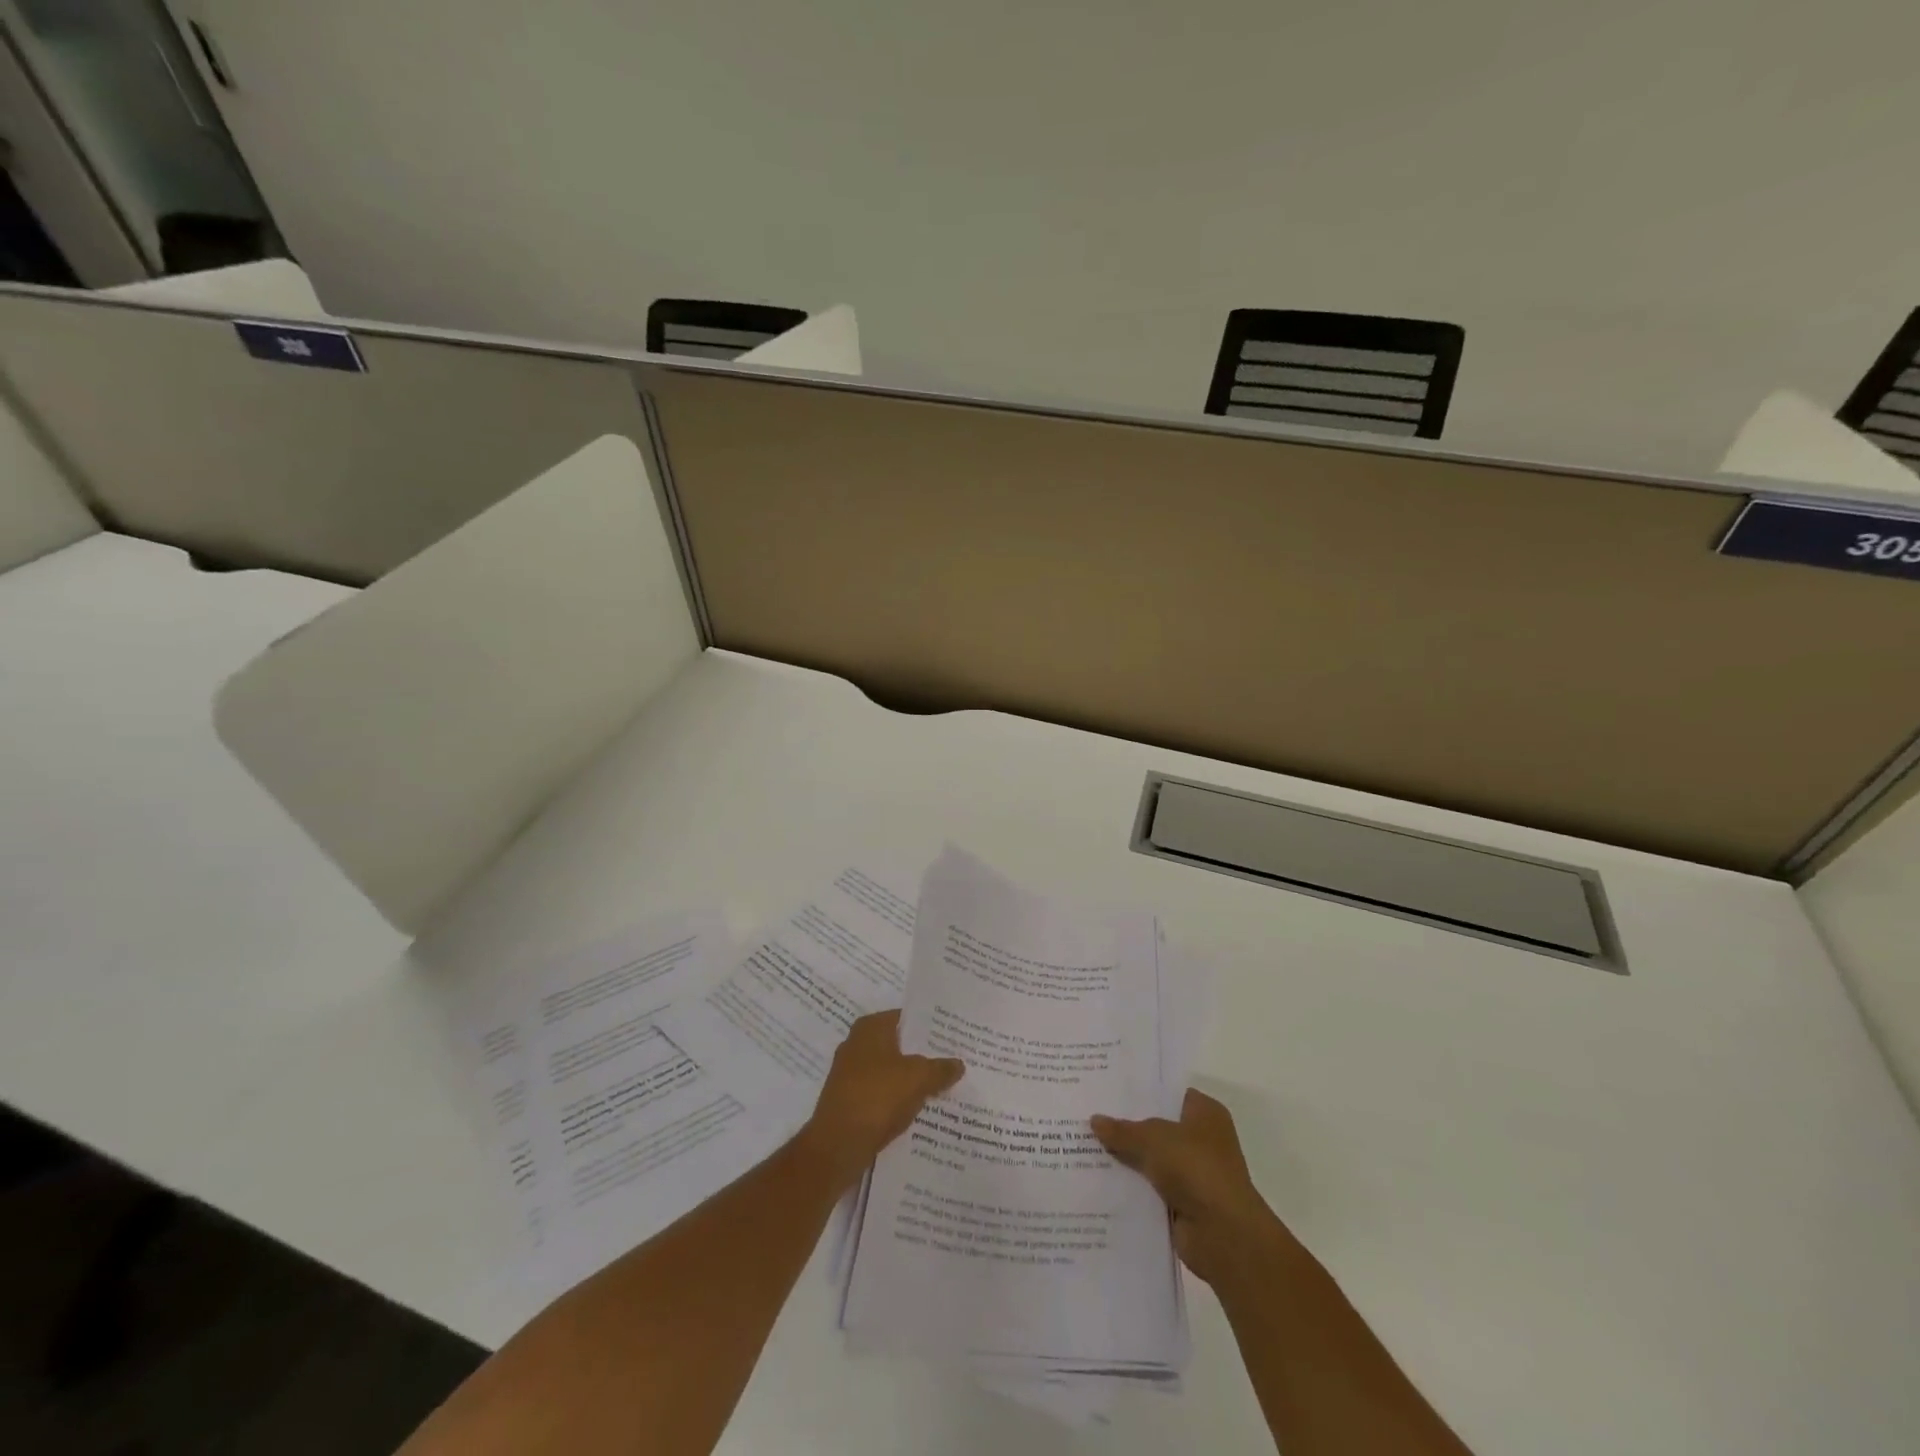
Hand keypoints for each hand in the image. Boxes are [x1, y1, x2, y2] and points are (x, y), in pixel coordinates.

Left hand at [801, 1010, 963, 1189]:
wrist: (837, 1146)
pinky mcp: (849, 1101)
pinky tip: (920, 1109)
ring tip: (943, 1086)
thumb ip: (941, 1068)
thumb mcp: (918, 1078)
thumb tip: (958, 1063)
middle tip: (954, 1061)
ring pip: (891, 1071)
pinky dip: (898, 1099)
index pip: (907, 1018)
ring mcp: (850, 1074)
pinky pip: (882, 1093)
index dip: (931, 1027)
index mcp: (870, 1028)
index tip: (954, 1036)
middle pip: (899, 1044)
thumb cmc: (877, 1097)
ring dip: (912, 1079)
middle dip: (924, 1054)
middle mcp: (857, 1044)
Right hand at [1092, 1088, 1296, 1287]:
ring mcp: (1194, 1173)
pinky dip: (1132, 1187)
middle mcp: (1203, 1139)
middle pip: (1157, 1127)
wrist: (1223, 1234)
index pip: (1168, 1092)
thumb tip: (1094, 1120)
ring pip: (1152, 1159)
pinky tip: (1100, 1179)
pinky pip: (1151, 1188)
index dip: (1139, 1091)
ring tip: (1086, 1145)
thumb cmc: (1195, 1168)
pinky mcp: (1184, 1204)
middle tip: (1089, 1114)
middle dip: (1127, 1125)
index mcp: (1205, 1112)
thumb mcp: (1152, 1138)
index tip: (1107, 1089)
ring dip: (1127, 1158)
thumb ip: (1123, 1130)